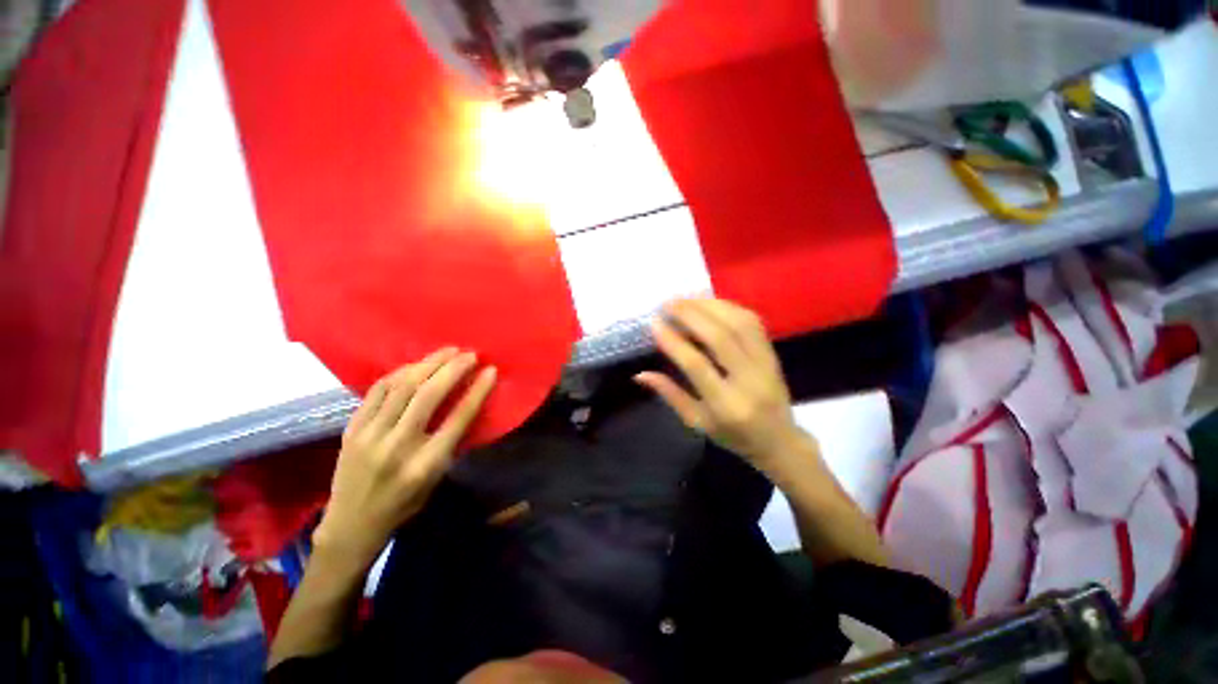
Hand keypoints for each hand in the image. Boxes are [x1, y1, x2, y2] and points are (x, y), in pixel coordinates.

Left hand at [314, 348, 496, 565]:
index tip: (490, 371)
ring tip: (447, 351)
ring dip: (427, 364)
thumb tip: (466, 404)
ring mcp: (370, 436)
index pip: (458, 419)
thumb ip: (451, 442)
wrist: (350, 525)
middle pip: (428, 396)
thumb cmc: (403, 505)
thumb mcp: (437, 479)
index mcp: (425, 465)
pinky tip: (415, 365)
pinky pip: (377, 391)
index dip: (477, 391)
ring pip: (401, 388)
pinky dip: (399, 373)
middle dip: (452, 369)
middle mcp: (397, 447)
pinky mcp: (352, 429)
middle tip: (470, 354)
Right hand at [635, 298, 802, 470]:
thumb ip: (670, 394)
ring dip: (709, 306)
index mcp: (726, 405)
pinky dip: (728, 307)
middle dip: (691, 314)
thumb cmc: (733, 436)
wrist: (780, 441)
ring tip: (684, 300)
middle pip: (720, 337)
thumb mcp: (697, 422)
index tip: (654, 323)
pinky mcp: (772, 353)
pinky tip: (709, 304)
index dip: (673, 341)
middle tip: (667, 304)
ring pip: (739, 323)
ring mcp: (765, 364)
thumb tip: (640, 374)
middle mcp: (749, 380)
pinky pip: (752, 322)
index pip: (696, 365)